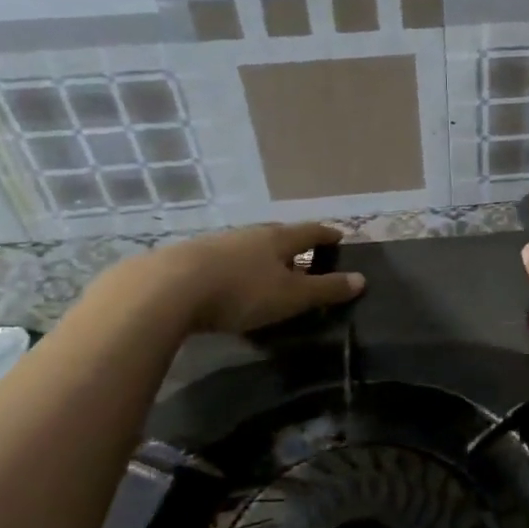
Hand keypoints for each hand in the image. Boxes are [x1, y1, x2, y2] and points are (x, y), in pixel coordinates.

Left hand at [98, 223, 364, 334]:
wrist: (167, 290)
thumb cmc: (241, 291)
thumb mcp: (291, 296)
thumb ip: (325, 289)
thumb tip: (361, 279)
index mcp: (277, 239)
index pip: (310, 232)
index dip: (327, 235)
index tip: (340, 236)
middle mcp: (248, 234)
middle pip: (277, 235)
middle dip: (294, 244)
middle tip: (306, 254)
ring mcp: (217, 244)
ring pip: (248, 247)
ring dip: (262, 257)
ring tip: (269, 272)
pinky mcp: (189, 259)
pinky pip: (224, 261)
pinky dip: (237, 270)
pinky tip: (232, 284)